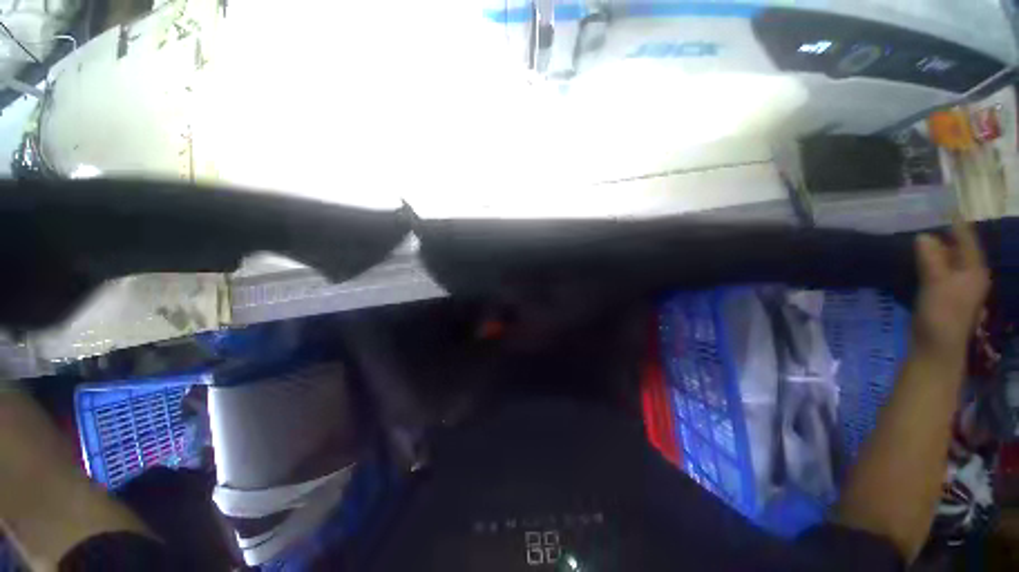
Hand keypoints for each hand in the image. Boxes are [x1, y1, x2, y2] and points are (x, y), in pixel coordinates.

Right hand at [912, 220, 989, 366]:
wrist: (936, 347)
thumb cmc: (941, 314)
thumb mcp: (936, 283)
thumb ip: (931, 258)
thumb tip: (923, 236)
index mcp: (974, 270)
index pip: (967, 239)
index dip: (956, 222)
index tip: (943, 205)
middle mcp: (970, 275)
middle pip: (959, 248)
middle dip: (945, 234)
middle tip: (926, 218)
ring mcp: (958, 286)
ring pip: (948, 260)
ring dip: (936, 248)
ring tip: (920, 235)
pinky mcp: (944, 295)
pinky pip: (939, 270)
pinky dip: (930, 261)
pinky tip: (918, 259)